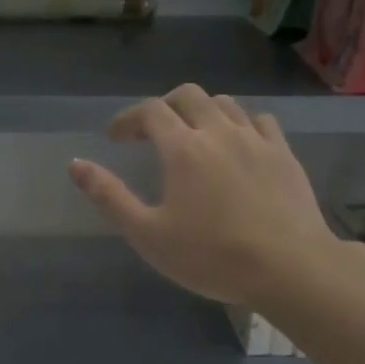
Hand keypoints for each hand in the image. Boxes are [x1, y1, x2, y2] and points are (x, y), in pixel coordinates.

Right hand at [69, 84, 341, 307]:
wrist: (289, 267)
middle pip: (188, 96)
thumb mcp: (147, 233)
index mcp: (183, 148)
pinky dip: (238, 123)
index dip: (128, 118)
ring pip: (225, 104)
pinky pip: (259, 121)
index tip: (114, 137)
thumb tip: (75, 164)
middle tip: (149, 133)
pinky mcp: (284, 154)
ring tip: (191, 137)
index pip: (150, 111)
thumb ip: (109, 196)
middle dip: (163, 107)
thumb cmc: (210, 256)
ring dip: (200, 111)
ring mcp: (257, 140)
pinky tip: (235, 145)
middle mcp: (219, 132)